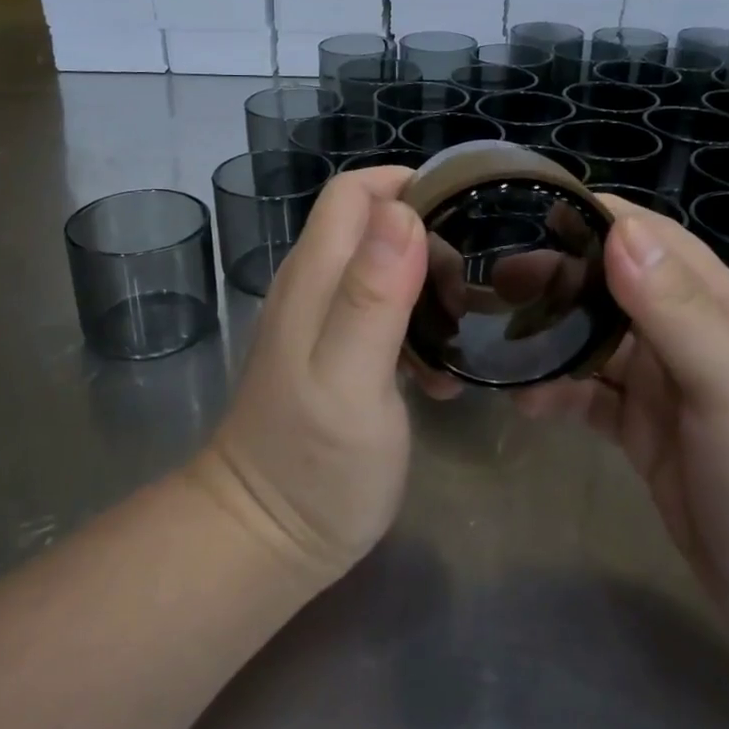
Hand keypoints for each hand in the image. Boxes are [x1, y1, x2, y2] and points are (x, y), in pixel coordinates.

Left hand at [193, 168, 427, 586]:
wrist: (264, 540)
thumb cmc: (314, 465)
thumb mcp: (351, 380)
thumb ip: (373, 295)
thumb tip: (401, 211)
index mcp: (315, 278)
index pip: (353, 192)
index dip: (407, 188)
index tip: (462, 219)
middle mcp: (313, 287)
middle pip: (374, 225)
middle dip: (428, 242)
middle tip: (463, 296)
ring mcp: (321, 323)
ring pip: (383, 268)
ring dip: (427, 287)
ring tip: (458, 334)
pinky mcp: (335, 356)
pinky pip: (383, 314)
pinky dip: (416, 327)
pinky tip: (437, 375)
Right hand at [516, 199, 728, 671]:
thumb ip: (675, 308)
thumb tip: (618, 229)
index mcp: (715, 306)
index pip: (648, 238)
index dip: (594, 218)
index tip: (527, 212)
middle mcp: (686, 336)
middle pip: (611, 286)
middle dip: (557, 276)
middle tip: (494, 280)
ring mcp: (665, 389)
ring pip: (594, 342)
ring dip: (550, 335)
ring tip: (492, 335)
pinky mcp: (646, 436)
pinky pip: (591, 399)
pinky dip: (557, 393)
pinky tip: (523, 402)